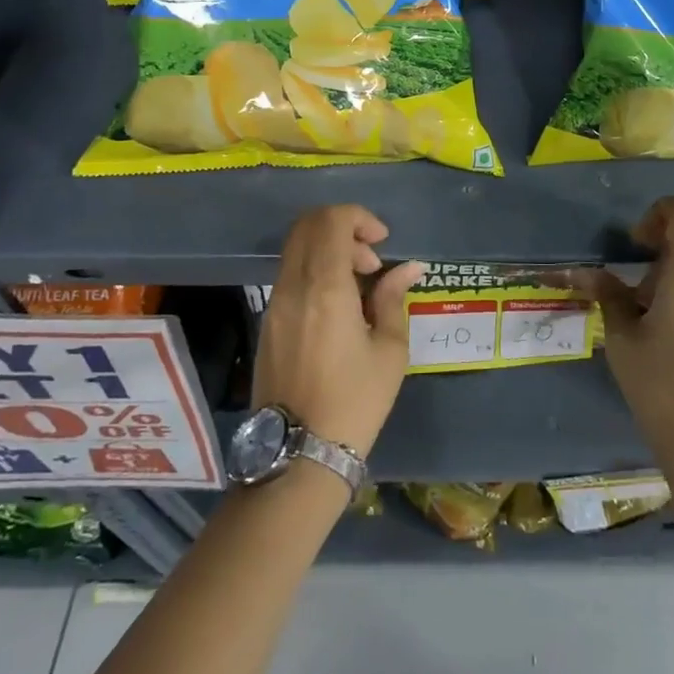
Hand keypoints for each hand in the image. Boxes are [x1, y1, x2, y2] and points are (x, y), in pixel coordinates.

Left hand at [253, 205, 422, 456]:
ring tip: (359, 287)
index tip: (382, 242)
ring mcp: (274, 304)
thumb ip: (393, 298)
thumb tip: (407, 268)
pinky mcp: (267, 322)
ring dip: (328, 250)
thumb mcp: (389, 350)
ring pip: (296, 249)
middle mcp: (293, 286)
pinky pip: (290, 275)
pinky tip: (338, 306)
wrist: (299, 455)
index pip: (331, 221)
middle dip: (343, 228)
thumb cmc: (355, 401)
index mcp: (325, 288)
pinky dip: (314, 271)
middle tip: (371, 262)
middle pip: (308, 226)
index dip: (359, 218)